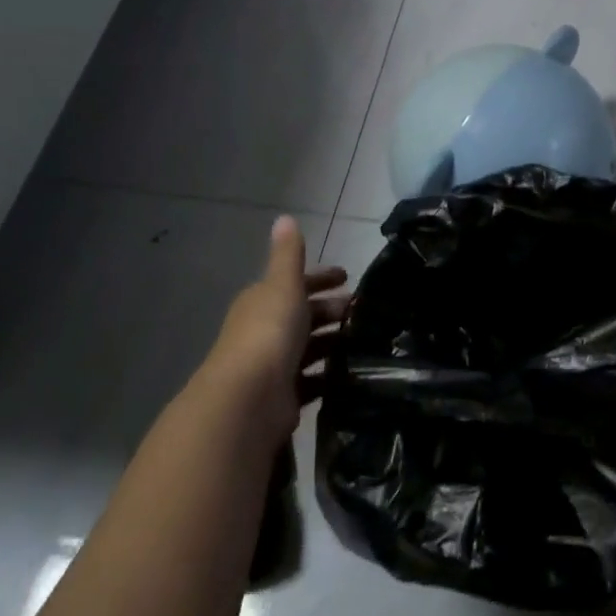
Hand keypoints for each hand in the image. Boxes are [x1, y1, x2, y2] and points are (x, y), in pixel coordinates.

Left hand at [200, 216, 348, 441]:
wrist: (249, 398)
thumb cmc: (269, 332)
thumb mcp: (283, 285)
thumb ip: (288, 255)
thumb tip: (285, 217)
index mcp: (262, 301)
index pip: (295, 284)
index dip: (320, 278)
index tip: (348, 277)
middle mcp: (265, 331)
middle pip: (303, 316)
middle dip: (331, 310)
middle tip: (364, 311)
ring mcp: (274, 365)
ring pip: (310, 348)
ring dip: (333, 343)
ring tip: (366, 341)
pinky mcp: (285, 396)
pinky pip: (313, 380)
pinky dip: (330, 376)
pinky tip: (353, 373)